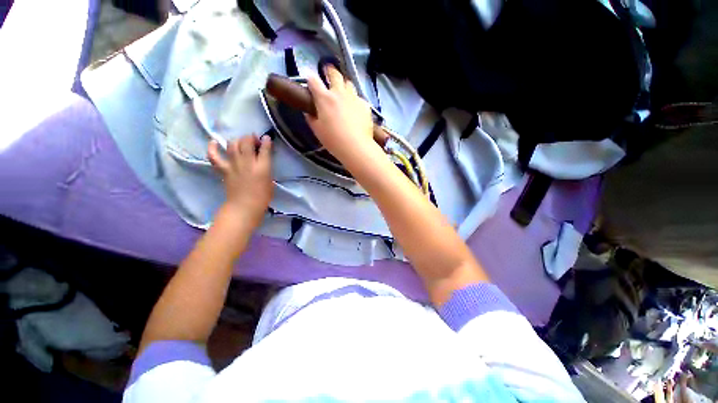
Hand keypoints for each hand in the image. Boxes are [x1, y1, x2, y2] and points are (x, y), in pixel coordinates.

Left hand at [207, 135, 272, 228]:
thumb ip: (266, 169)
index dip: (266, 141)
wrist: (244, 207)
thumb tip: (262, 161)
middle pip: (246, 142)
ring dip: (238, 140)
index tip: (267, 138)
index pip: (265, 149)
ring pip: (232, 144)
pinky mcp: (223, 169)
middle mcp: (247, 163)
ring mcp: (233, 165)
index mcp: (262, 167)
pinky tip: (214, 142)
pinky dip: (212, 147)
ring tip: (241, 143)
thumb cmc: (262, 197)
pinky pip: (214, 156)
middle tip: (254, 141)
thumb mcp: (270, 181)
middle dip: (250, 137)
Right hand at [305, 66, 379, 165]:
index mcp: (324, 99)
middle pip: (335, 74)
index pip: (314, 81)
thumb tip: (309, 112)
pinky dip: (355, 100)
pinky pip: (359, 98)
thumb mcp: (317, 130)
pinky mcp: (365, 105)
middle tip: (328, 72)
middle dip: (330, 71)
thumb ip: (311, 118)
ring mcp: (354, 98)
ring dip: (344, 85)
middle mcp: (339, 93)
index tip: (310, 79)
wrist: (356, 146)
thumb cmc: (333, 140)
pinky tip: (355, 109)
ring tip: (343, 91)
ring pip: (349, 84)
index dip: (310, 78)